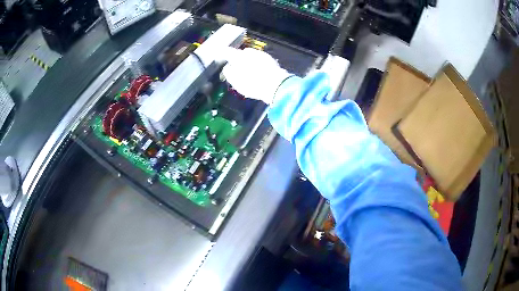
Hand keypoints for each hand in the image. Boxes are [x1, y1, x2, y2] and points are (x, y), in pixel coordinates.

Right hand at [222, 48, 291, 103]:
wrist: (276, 86)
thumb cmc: (252, 84)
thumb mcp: (235, 81)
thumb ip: (229, 72)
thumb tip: (228, 67)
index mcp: (238, 56)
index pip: (227, 51)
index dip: (222, 53)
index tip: (220, 56)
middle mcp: (250, 52)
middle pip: (241, 53)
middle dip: (238, 59)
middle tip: (237, 68)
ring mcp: (261, 54)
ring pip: (251, 56)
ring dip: (249, 61)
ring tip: (249, 71)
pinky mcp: (271, 60)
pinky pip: (260, 60)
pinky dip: (258, 64)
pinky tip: (259, 72)